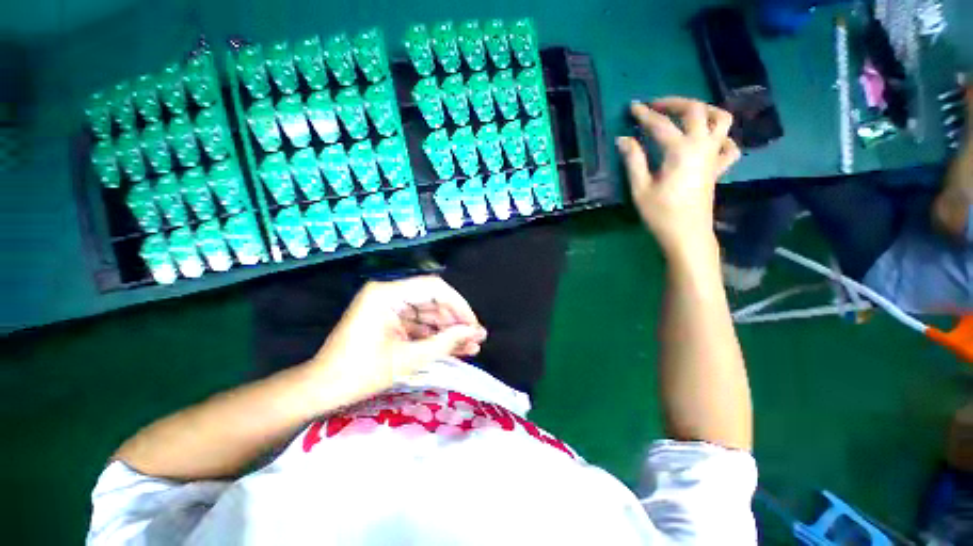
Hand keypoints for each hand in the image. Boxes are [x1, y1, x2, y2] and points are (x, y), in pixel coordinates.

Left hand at [305, 276, 486, 406]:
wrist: (322, 390)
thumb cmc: (360, 374)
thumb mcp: (407, 359)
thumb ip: (444, 342)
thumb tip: (474, 331)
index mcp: (387, 294)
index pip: (434, 288)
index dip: (458, 304)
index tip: (473, 324)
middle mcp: (389, 294)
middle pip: (433, 301)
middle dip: (456, 321)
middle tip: (477, 338)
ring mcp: (390, 308)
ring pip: (429, 314)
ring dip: (449, 331)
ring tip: (471, 347)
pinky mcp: (391, 321)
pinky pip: (420, 325)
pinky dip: (436, 337)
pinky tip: (454, 349)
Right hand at [617, 97, 739, 256]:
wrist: (687, 234)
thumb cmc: (660, 213)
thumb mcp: (640, 188)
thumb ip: (633, 160)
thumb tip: (623, 139)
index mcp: (680, 151)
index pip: (660, 124)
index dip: (644, 114)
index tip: (632, 107)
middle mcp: (702, 146)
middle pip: (695, 110)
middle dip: (674, 102)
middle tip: (656, 106)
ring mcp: (714, 156)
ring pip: (721, 119)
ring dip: (704, 110)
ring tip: (686, 113)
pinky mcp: (719, 168)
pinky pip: (730, 144)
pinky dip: (722, 136)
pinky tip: (708, 139)